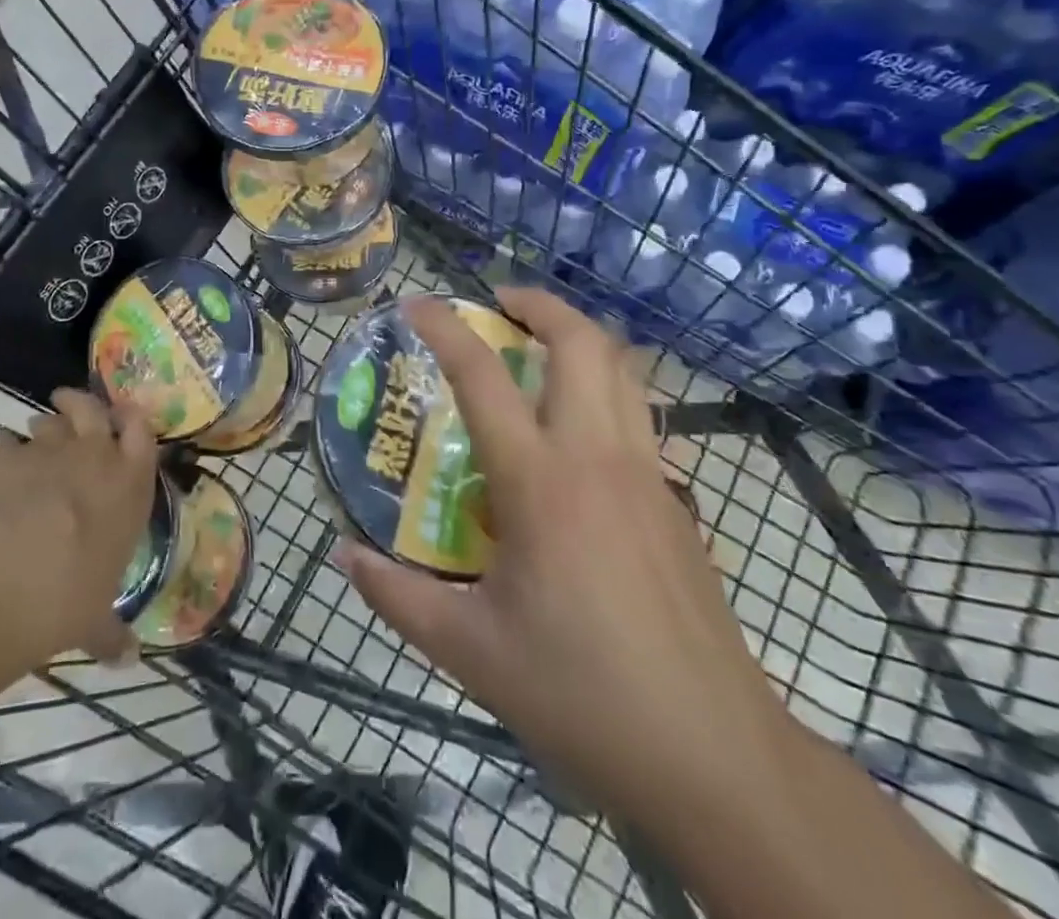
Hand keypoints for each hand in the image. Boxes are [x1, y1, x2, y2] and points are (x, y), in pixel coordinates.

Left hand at [0, 390, 158, 665]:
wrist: (6, 579)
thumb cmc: (70, 596)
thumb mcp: (95, 620)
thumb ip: (110, 632)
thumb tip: (128, 660)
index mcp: (130, 485)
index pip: (142, 432)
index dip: (133, 420)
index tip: (124, 418)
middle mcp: (94, 456)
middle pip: (93, 409)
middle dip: (82, 402)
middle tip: (70, 404)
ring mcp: (47, 451)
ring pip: (48, 421)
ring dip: (43, 425)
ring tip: (35, 436)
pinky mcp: (2, 457)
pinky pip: (1, 441)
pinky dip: (0, 448)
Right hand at [337, 288, 787, 829]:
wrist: (714, 755)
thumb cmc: (581, 693)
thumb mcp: (470, 650)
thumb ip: (398, 597)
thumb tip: (345, 555)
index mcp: (539, 482)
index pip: (482, 376)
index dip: (444, 328)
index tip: (415, 304)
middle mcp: (597, 457)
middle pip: (581, 342)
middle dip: (538, 304)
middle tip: (497, 304)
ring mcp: (647, 474)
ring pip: (622, 370)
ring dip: (579, 337)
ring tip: (538, 345)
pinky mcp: (677, 502)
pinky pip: (639, 415)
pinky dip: (605, 388)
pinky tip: (578, 431)